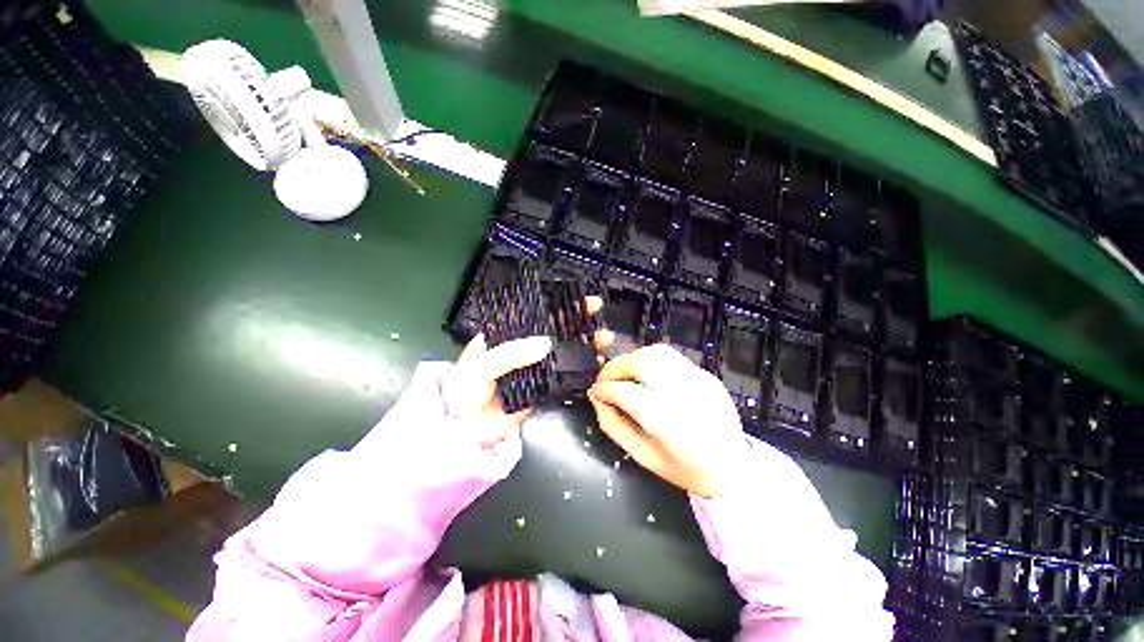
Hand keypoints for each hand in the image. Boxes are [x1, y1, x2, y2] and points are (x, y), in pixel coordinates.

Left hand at [443, 297, 611, 447]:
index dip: (555, 303)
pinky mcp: (543, 387)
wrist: (466, 430)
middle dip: (576, 319)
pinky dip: (582, 369)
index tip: (576, 297)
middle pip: (554, 328)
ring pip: (564, 350)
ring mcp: (535, 366)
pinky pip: (566, 375)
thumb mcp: (482, 365)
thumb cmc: (466, 390)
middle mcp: (523, 346)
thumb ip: (511, 353)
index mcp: (506, 333)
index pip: (534, 312)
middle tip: (597, 310)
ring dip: (584, 343)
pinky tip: (597, 363)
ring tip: (604, 338)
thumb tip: (547, 343)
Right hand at [588, 344, 748, 496]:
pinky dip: (650, 362)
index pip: (628, 394)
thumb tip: (596, 396)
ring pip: (657, 352)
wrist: (731, 467)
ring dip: (632, 359)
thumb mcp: (641, 455)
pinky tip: (646, 378)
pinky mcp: (706, 375)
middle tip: (606, 380)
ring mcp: (701, 382)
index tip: (596, 392)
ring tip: (623, 375)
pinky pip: (671, 358)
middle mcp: (688, 397)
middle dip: (615, 367)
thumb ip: (612, 424)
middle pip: (643, 362)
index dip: (606, 389)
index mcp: (671, 427)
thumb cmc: (682, 468)